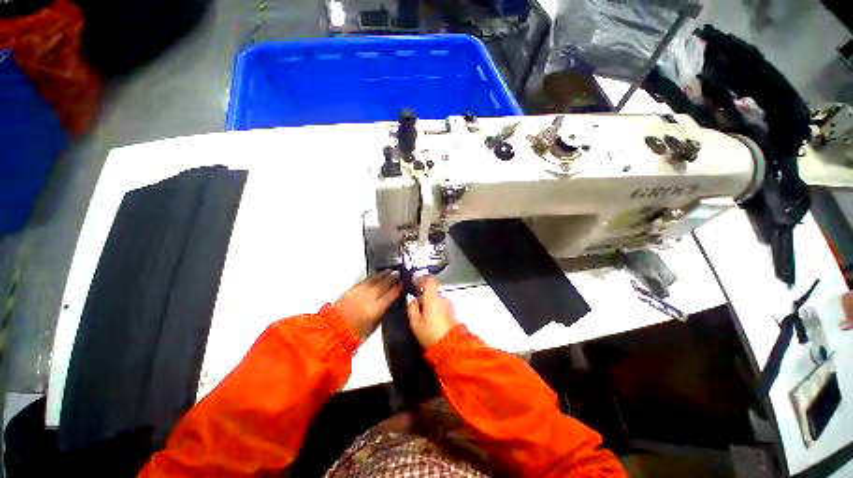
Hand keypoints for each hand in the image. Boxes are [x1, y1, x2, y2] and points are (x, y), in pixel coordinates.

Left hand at [334, 271, 402, 338]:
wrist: (334, 330)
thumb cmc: (354, 333)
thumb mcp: (374, 326)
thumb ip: (383, 313)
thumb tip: (390, 304)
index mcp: (375, 309)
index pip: (391, 294)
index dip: (398, 287)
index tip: (404, 283)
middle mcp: (368, 298)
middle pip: (384, 284)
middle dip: (393, 278)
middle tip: (399, 273)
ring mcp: (360, 292)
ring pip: (375, 279)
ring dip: (384, 274)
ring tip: (390, 271)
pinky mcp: (352, 289)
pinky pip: (366, 280)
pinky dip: (373, 276)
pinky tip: (377, 275)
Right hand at [407, 276, 457, 347]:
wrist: (449, 347)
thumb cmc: (430, 333)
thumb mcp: (414, 322)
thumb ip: (412, 307)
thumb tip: (413, 301)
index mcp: (432, 297)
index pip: (429, 279)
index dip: (421, 279)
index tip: (415, 284)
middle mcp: (442, 298)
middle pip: (431, 291)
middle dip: (423, 297)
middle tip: (416, 309)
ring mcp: (448, 305)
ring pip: (436, 300)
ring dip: (429, 305)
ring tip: (423, 318)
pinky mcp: (451, 312)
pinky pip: (441, 306)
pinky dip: (435, 310)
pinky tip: (431, 322)